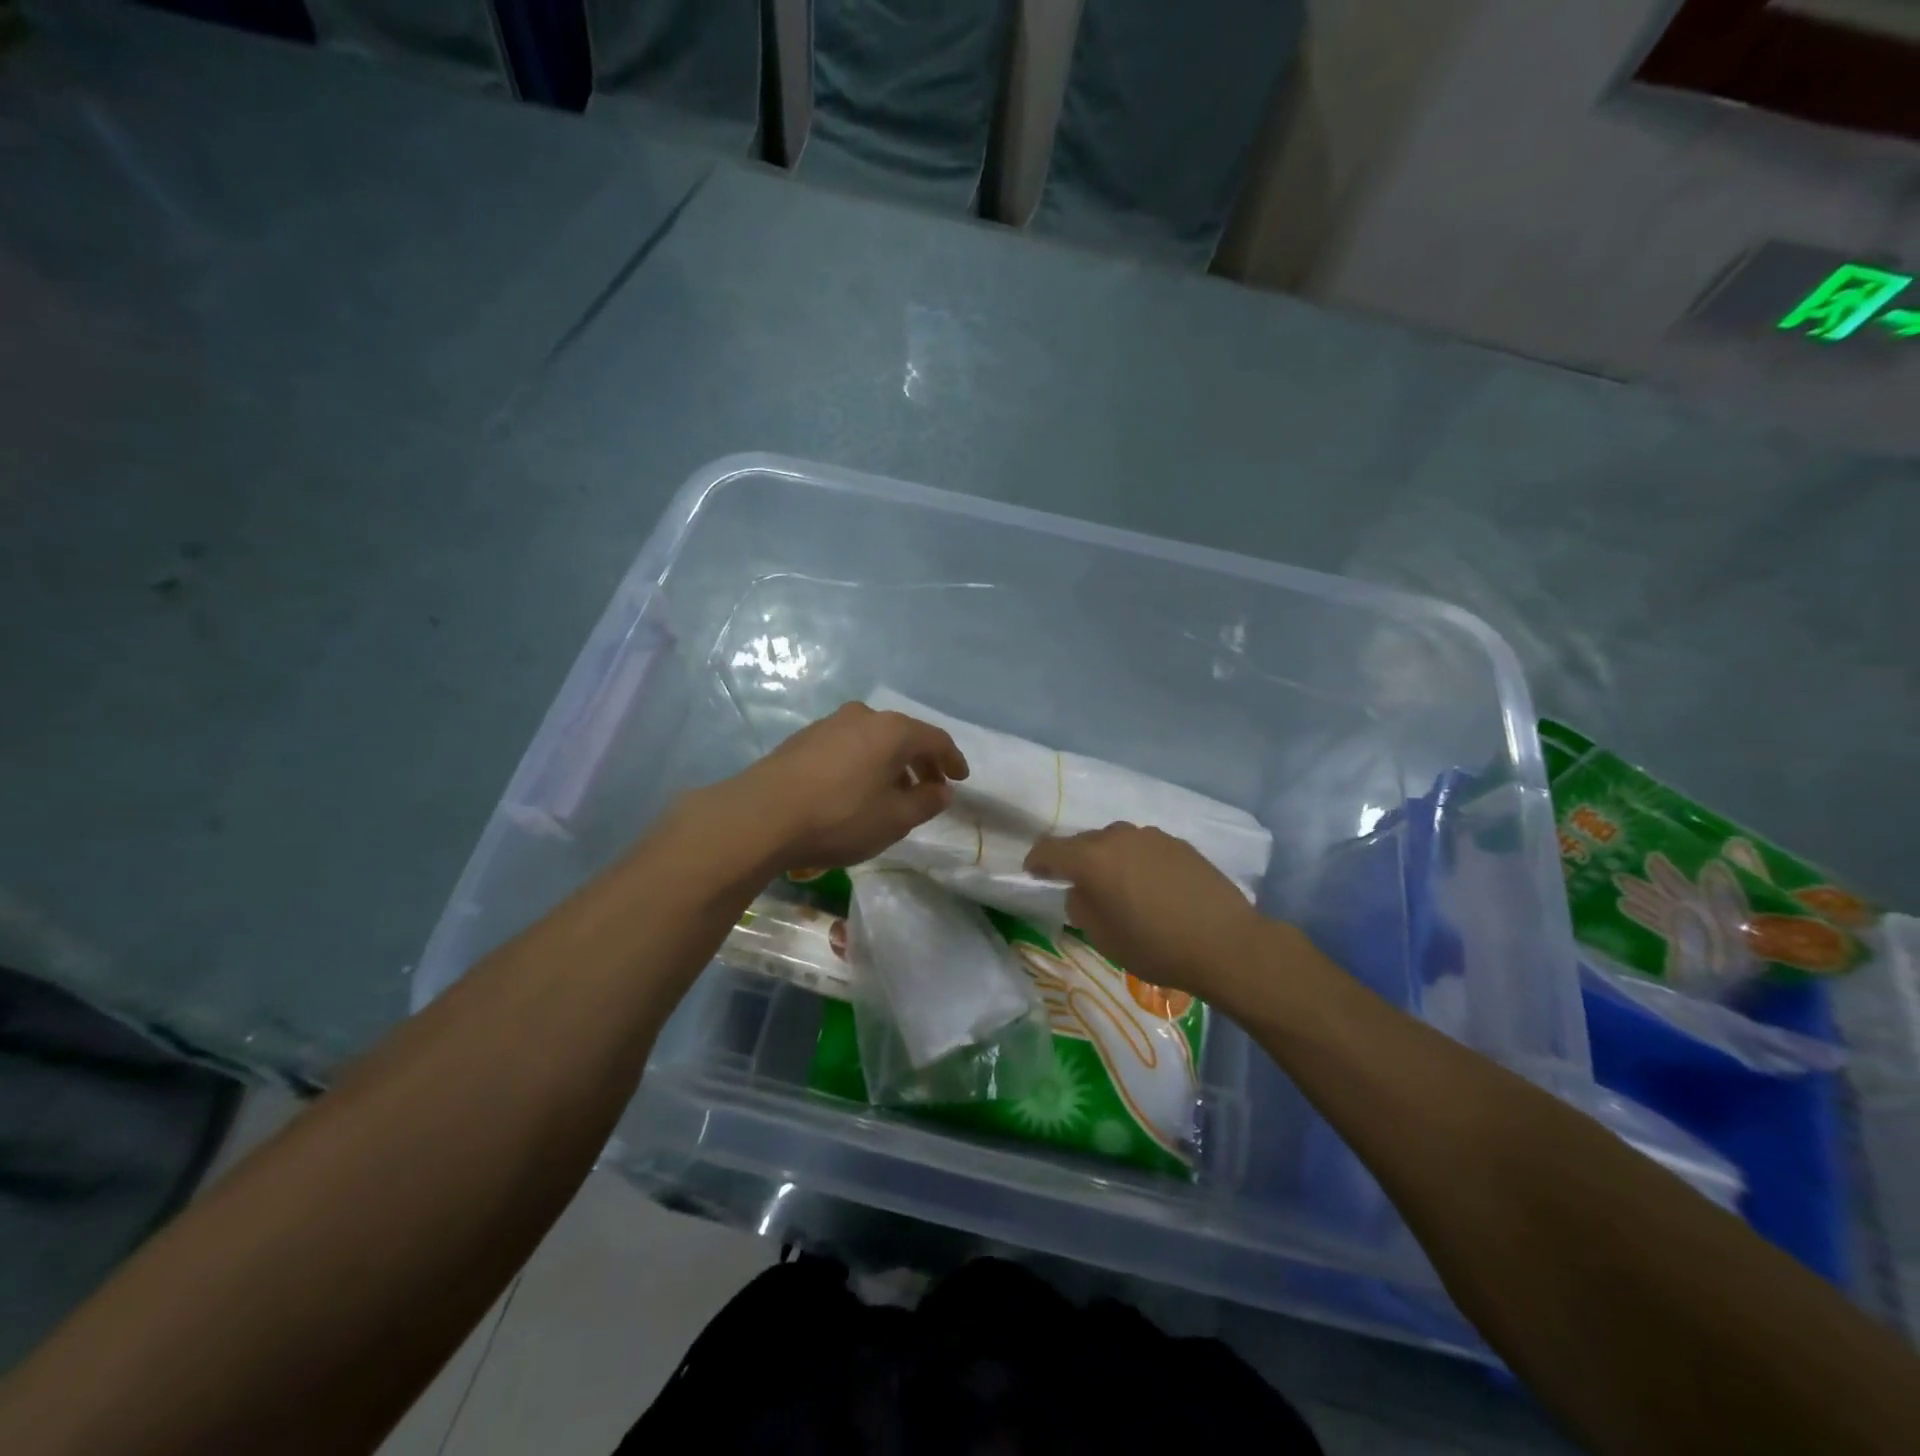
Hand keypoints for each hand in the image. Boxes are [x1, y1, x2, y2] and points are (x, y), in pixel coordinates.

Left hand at [724, 702, 967, 872]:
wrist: (761, 816)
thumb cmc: (839, 817)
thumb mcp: (894, 819)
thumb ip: (926, 802)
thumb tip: (942, 790)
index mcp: (892, 730)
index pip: (935, 739)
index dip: (952, 759)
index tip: (960, 779)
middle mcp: (862, 716)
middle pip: (903, 735)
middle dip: (920, 762)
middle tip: (929, 788)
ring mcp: (828, 724)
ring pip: (873, 740)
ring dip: (889, 763)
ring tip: (892, 793)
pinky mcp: (802, 739)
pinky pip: (847, 746)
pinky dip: (862, 763)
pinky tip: (855, 790)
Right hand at [1025, 824, 1270, 1003]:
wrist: (1226, 943)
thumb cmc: (1156, 946)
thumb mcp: (1103, 937)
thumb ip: (1081, 906)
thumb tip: (1081, 890)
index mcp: (1092, 859)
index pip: (1049, 849)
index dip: (1037, 861)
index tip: (1034, 873)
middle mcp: (1118, 837)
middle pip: (1083, 842)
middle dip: (1075, 860)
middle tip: (1079, 886)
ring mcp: (1151, 836)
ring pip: (1116, 842)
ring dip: (1108, 858)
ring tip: (1119, 886)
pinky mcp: (1178, 843)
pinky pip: (1144, 847)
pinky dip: (1137, 861)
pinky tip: (1151, 886)